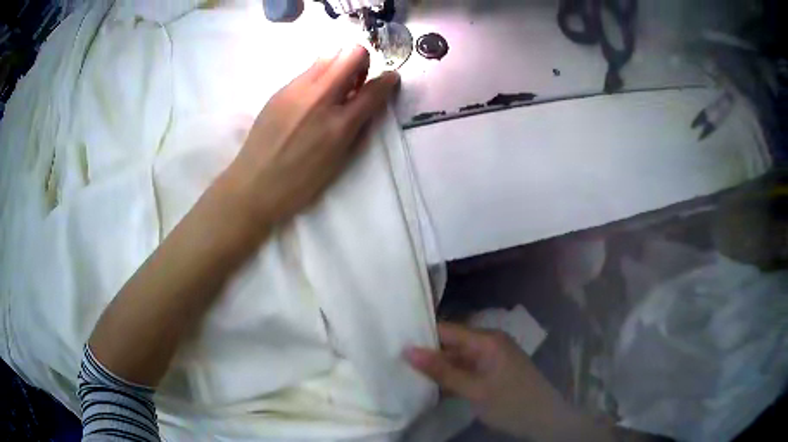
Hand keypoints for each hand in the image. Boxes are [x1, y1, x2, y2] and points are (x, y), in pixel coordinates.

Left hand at [218, 45, 399, 233]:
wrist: (253, 184)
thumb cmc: (300, 182)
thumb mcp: (338, 161)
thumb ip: (357, 127)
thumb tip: (368, 102)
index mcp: (339, 124)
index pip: (374, 88)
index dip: (388, 80)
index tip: (391, 78)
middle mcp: (319, 98)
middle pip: (352, 53)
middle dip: (362, 62)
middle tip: (356, 82)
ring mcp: (296, 90)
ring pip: (328, 55)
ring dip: (340, 64)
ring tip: (333, 88)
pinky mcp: (280, 90)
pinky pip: (308, 69)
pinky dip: (319, 76)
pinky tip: (310, 99)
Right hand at [405, 323, 585, 440]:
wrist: (545, 420)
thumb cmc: (511, 403)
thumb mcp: (474, 390)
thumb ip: (442, 371)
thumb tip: (407, 350)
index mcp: (487, 340)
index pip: (446, 330)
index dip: (421, 336)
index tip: (392, 343)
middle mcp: (489, 343)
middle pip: (451, 344)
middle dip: (427, 354)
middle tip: (394, 362)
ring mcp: (491, 358)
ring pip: (457, 359)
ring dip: (438, 369)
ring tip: (405, 374)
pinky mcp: (492, 372)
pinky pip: (466, 370)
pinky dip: (451, 378)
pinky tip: (430, 387)